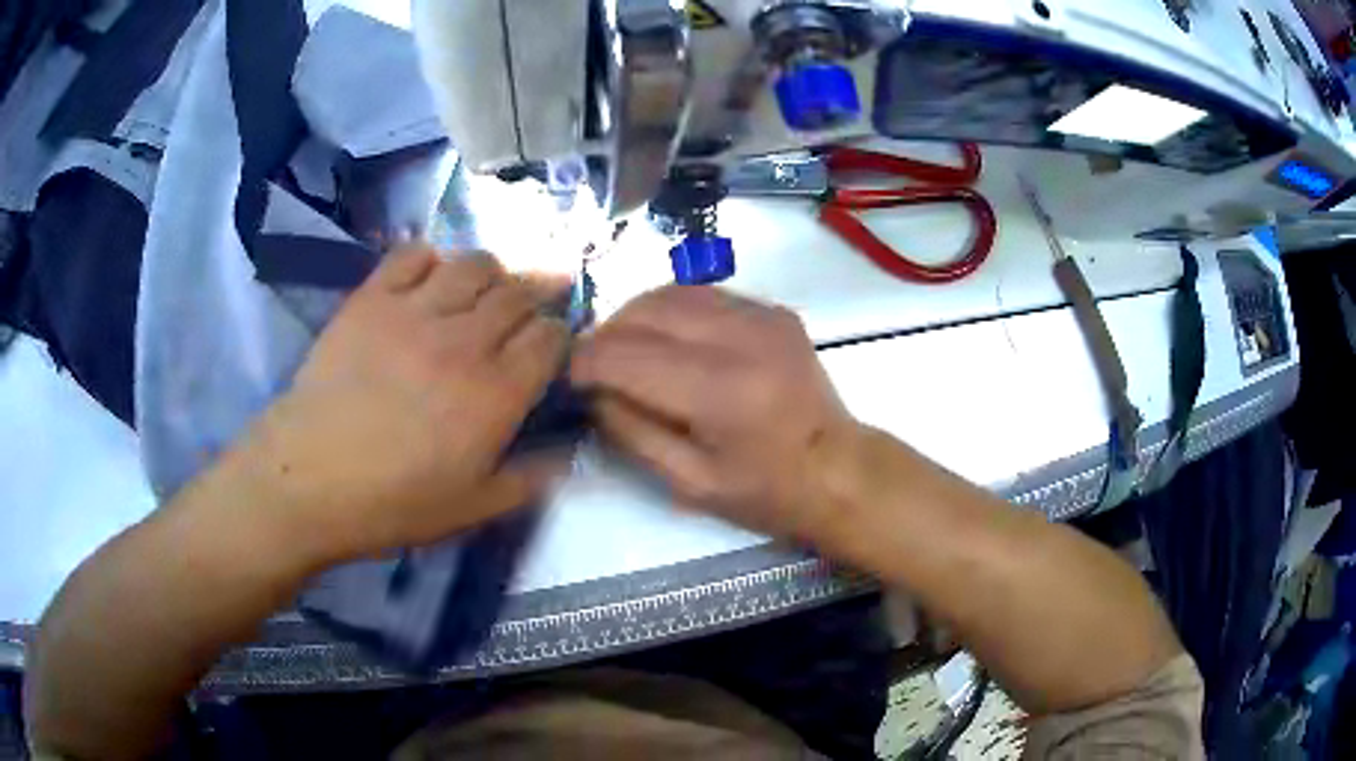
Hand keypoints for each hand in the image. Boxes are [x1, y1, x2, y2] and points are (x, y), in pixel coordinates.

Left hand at [229, 246, 569, 564]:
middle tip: (534, 301)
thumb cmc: (393, 502)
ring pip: (474, 264)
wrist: (309, 478)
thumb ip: (529, 479)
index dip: (560, 335)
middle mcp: (465, 340)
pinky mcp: (371, 298)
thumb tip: (571, 455)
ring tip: (488, 285)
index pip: (550, 338)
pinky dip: (430, 257)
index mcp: (496, 393)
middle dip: (537, 293)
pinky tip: (430, 276)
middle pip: (518, 292)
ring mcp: (415, 311)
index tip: (553, 344)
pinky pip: (412, 254)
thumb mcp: (473, 509)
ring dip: (493, 270)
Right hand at [570, 286, 861, 540]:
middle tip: (592, 365)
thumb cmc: (766, 492)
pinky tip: (666, 340)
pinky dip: (671, 311)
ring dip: (634, 317)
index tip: (566, 376)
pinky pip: (702, 295)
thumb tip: (590, 389)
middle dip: (605, 334)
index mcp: (721, 391)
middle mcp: (742, 338)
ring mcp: (763, 316)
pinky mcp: (773, 310)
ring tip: (623, 350)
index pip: (626, 355)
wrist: (839, 469)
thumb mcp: (689, 482)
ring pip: (671, 292)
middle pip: (644, 311)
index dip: (584, 362)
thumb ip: (630, 430)